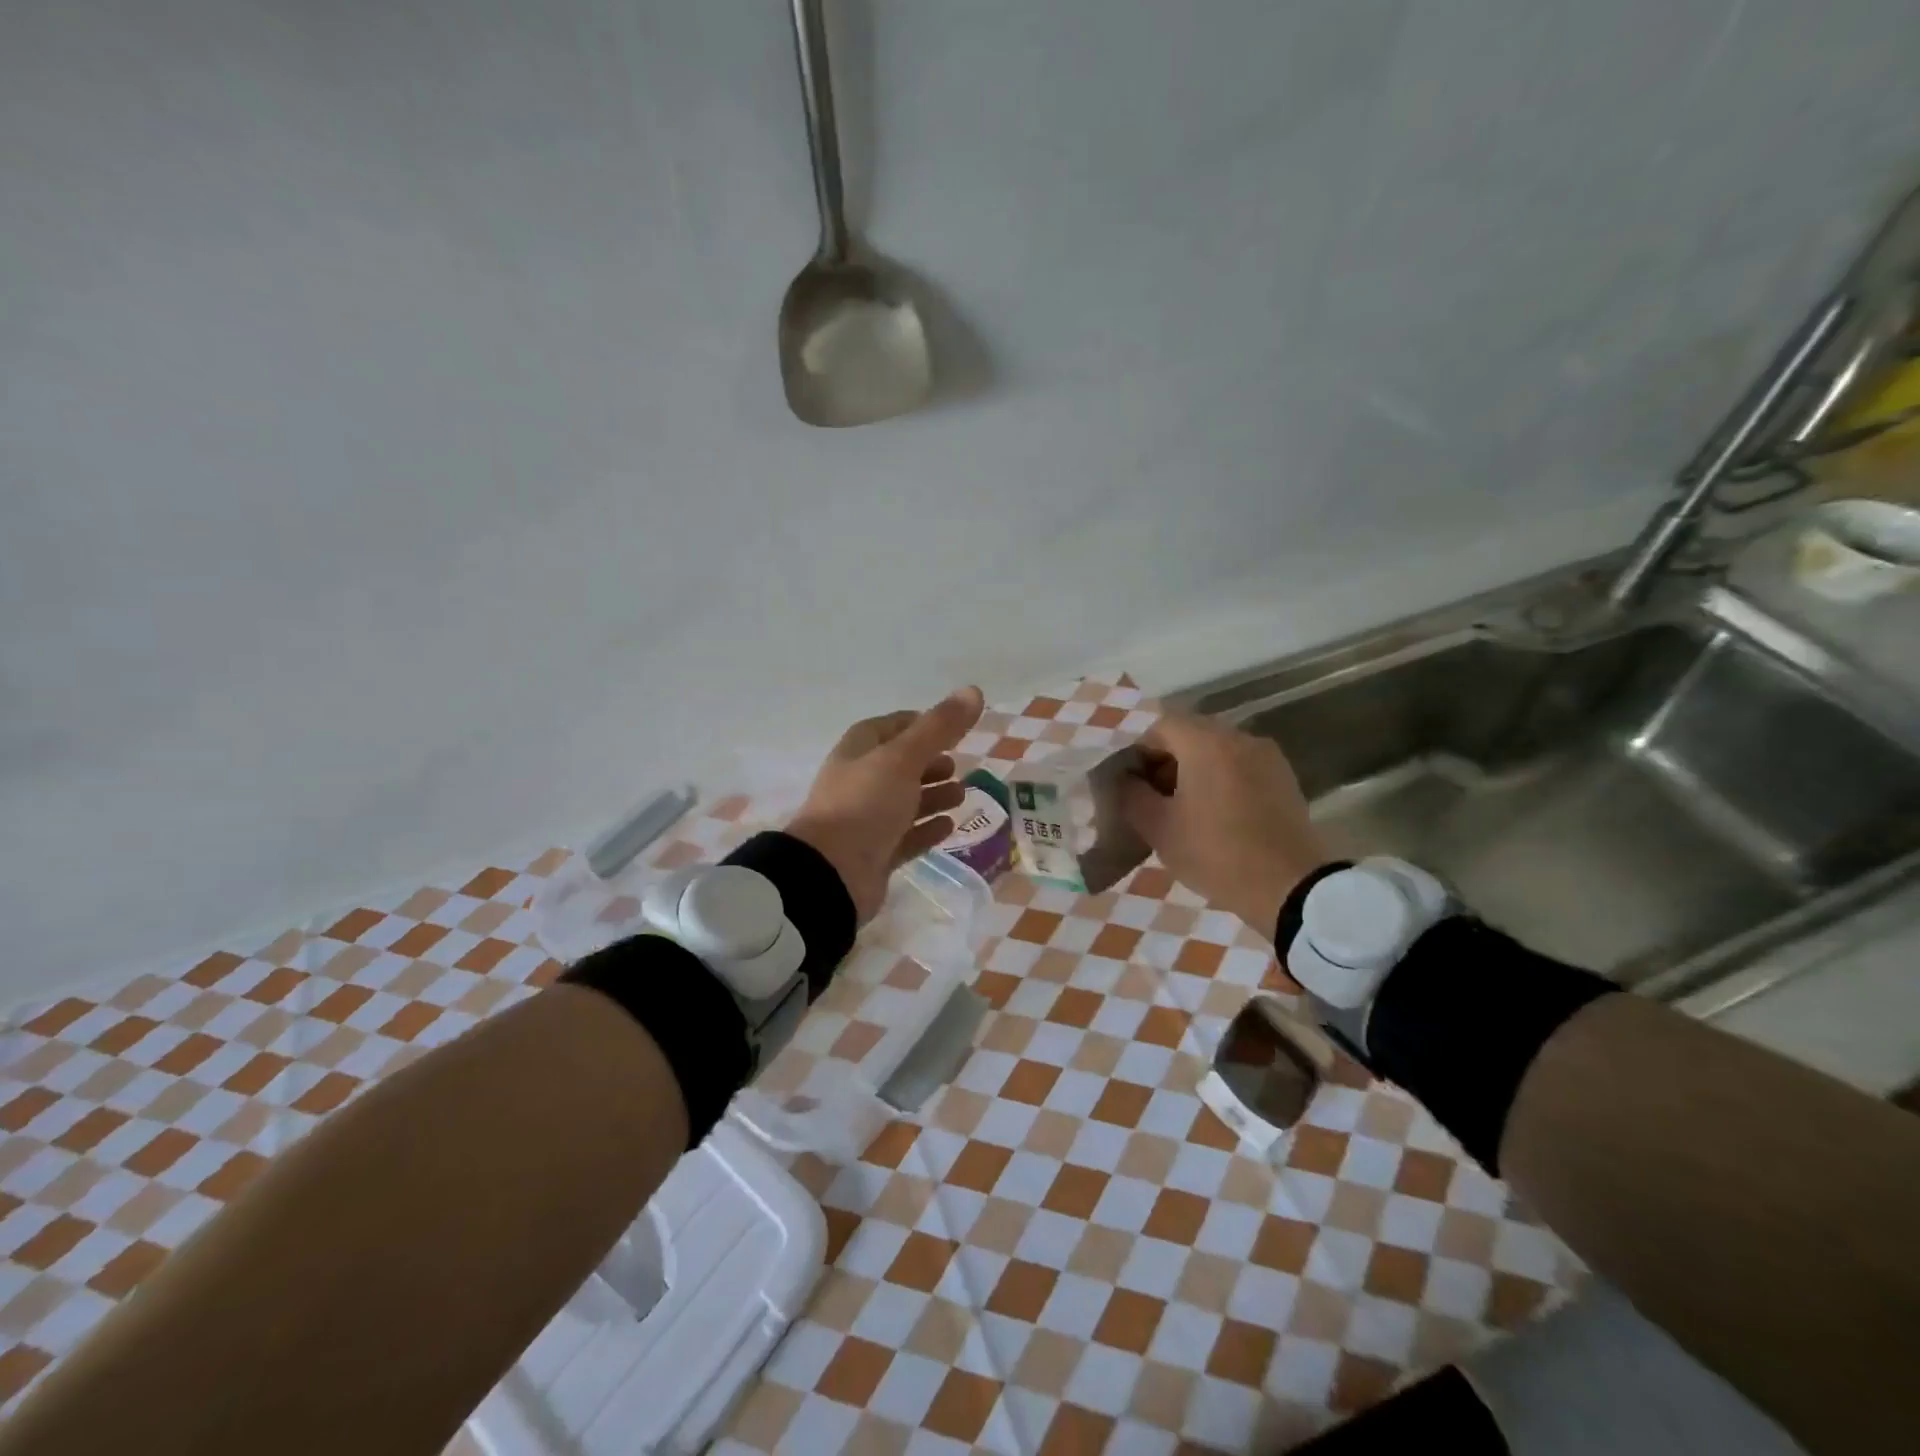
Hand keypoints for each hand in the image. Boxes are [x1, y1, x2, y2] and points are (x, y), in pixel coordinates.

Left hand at [787, 687, 984, 922]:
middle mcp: (859, 782)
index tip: (951, 728)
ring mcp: (866, 820)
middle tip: (959, 764)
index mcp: (858, 751)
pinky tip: (950, 826)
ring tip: (962, 795)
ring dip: (932, 795)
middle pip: (899, 765)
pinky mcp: (875, 854)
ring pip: (905, 801)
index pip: (890, 727)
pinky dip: (927, 829)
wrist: (831, 874)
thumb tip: (974, 690)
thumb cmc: (865, 804)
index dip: (919, 724)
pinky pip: (906, 836)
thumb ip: (940, 727)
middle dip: (930, 763)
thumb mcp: (904, 758)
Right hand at [1120, 711, 1329, 936]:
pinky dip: (1221, 779)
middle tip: (1155, 799)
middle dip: (1167, 761)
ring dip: (1194, 770)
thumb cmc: (1215, 853)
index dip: (1140, 752)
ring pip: (1217, 750)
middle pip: (1191, 734)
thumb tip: (1125, 780)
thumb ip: (1132, 795)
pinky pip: (1241, 766)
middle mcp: (1239, 738)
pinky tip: (1217, 815)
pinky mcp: (1284, 778)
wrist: (1289, 888)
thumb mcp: (1158, 828)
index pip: (1161, 727)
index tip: (1134, 786)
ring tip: (1185, 810)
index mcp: (1207, 743)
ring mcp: (1267, 757)